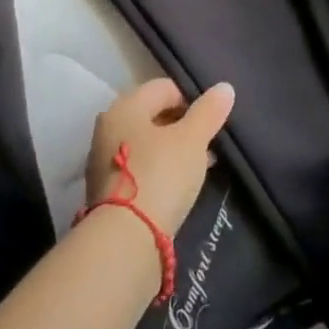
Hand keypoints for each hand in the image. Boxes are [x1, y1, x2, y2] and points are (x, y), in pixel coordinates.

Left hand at [85, 78, 235, 237]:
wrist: (125, 240)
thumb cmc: (160, 175)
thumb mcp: (192, 140)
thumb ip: (209, 112)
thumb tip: (225, 87)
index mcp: (125, 106)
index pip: (164, 88)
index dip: (192, 99)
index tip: (212, 121)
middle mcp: (109, 127)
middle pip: (153, 115)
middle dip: (183, 127)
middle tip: (209, 144)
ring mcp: (104, 160)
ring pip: (148, 144)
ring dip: (173, 150)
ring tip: (200, 167)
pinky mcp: (107, 191)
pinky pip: (141, 168)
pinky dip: (160, 171)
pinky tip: (179, 187)